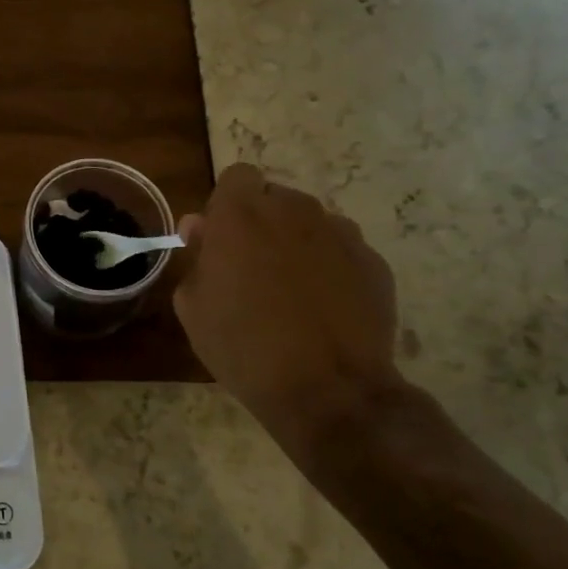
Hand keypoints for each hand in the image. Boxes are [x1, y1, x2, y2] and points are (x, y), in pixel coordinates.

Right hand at [173, 164, 404, 466]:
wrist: (327, 391)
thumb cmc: (243, 346)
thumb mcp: (193, 306)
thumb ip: (196, 256)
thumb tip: (201, 227)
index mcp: (241, 214)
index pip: (236, 176)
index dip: (228, 204)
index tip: (222, 239)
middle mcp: (293, 210)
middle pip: (275, 199)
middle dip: (263, 223)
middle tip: (253, 270)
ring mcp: (340, 233)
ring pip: (312, 223)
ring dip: (299, 244)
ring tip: (294, 293)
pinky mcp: (374, 261)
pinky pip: (343, 251)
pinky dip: (333, 269)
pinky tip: (326, 310)